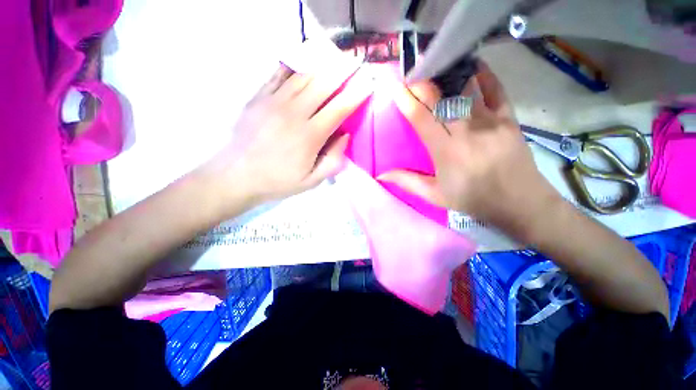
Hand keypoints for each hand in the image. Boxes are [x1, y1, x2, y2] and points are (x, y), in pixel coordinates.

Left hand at [201, 65, 369, 213]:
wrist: (236, 175)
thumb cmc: (278, 181)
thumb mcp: (311, 181)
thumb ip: (333, 161)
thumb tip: (345, 136)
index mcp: (310, 136)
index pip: (339, 108)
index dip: (356, 94)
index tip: (368, 84)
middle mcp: (294, 113)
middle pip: (323, 84)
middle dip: (342, 71)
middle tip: (355, 63)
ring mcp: (274, 101)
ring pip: (303, 74)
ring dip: (322, 62)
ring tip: (335, 56)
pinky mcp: (259, 97)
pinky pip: (279, 73)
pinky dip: (294, 62)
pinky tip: (304, 56)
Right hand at [381, 62, 562, 242]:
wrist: (520, 203)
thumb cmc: (473, 200)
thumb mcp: (435, 196)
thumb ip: (408, 182)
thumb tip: (381, 174)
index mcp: (446, 152)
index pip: (422, 119)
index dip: (407, 101)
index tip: (396, 88)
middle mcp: (467, 132)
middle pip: (442, 99)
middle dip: (425, 82)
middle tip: (413, 71)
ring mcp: (491, 122)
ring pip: (467, 90)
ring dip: (449, 74)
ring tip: (437, 63)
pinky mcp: (510, 119)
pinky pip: (497, 90)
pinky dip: (484, 75)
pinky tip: (473, 65)